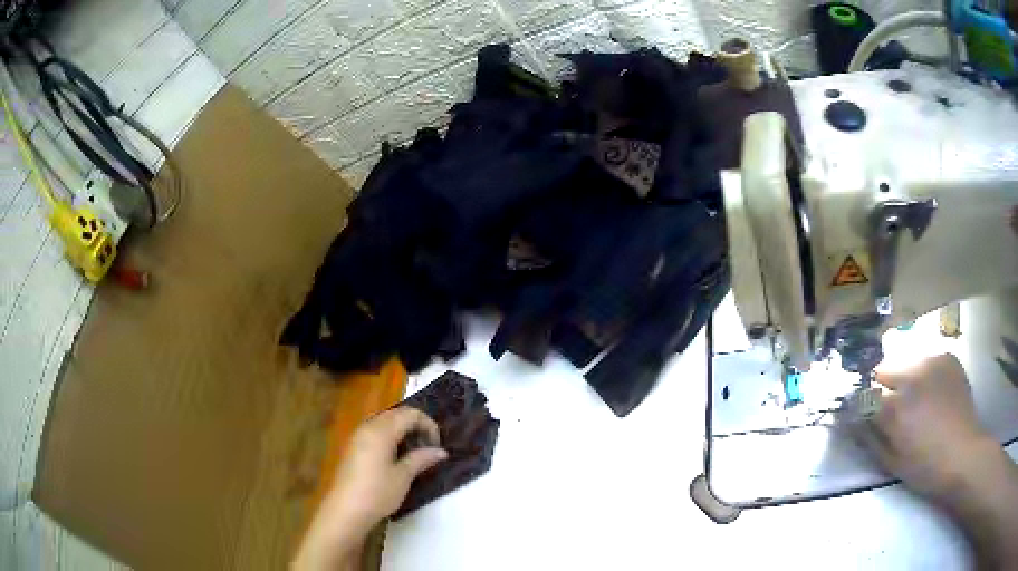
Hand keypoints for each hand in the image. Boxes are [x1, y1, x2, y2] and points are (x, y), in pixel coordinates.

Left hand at [293, 407, 447, 570]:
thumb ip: (421, 458)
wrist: (346, 509)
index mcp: (381, 430)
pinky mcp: (353, 448)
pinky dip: (390, 438)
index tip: (437, 446)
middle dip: (415, 426)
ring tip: (414, 453)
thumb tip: (441, 451)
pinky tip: (395, 458)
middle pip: (396, 415)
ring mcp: (358, 436)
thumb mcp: (404, 476)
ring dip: (402, 432)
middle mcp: (368, 427)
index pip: (410, 414)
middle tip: (428, 448)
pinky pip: (375, 432)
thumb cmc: (378, 492)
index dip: (428, 425)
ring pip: (385, 423)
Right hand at [865, 354, 1017, 568]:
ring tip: (917, 401)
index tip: (862, 416)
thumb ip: (872, 439)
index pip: (864, 395)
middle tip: (892, 410)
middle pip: (884, 370)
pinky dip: (925, 374)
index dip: (861, 406)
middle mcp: (911, 375)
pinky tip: (933, 392)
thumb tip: (857, 422)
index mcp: (895, 406)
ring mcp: (932, 361)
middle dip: (883, 389)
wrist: (963, 454)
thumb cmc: (925, 467)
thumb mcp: (892, 462)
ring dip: (905, 381)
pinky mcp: (948, 357)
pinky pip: (928, 361)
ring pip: (907, 364)